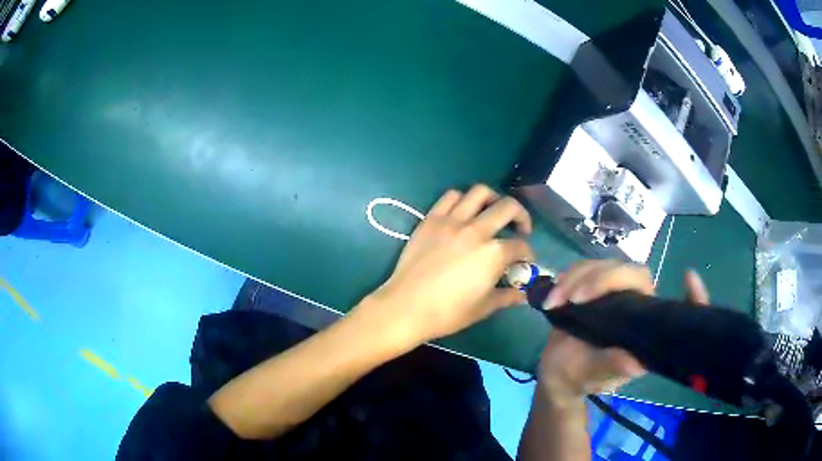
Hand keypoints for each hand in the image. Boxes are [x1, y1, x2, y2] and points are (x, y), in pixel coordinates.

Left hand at [363, 185, 534, 346]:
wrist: (406, 307)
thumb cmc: (447, 313)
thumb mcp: (483, 308)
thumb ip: (507, 296)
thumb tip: (523, 295)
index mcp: (493, 254)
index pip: (520, 246)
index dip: (528, 254)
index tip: (526, 261)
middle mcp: (477, 230)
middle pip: (508, 207)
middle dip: (521, 216)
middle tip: (520, 228)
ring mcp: (452, 221)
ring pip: (480, 192)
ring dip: (494, 199)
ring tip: (494, 212)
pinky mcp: (432, 219)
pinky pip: (451, 197)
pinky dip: (462, 199)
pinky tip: (464, 212)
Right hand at [538, 260, 708, 405]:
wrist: (556, 372)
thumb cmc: (579, 377)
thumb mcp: (594, 375)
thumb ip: (612, 366)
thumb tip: (636, 361)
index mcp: (643, 327)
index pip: (670, 307)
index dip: (691, 296)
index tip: (690, 277)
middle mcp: (635, 305)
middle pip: (632, 273)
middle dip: (602, 280)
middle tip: (574, 298)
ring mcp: (614, 292)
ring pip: (605, 265)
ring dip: (577, 278)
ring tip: (555, 301)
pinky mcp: (593, 286)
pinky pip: (585, 268)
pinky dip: (567, 277)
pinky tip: (554, 292)